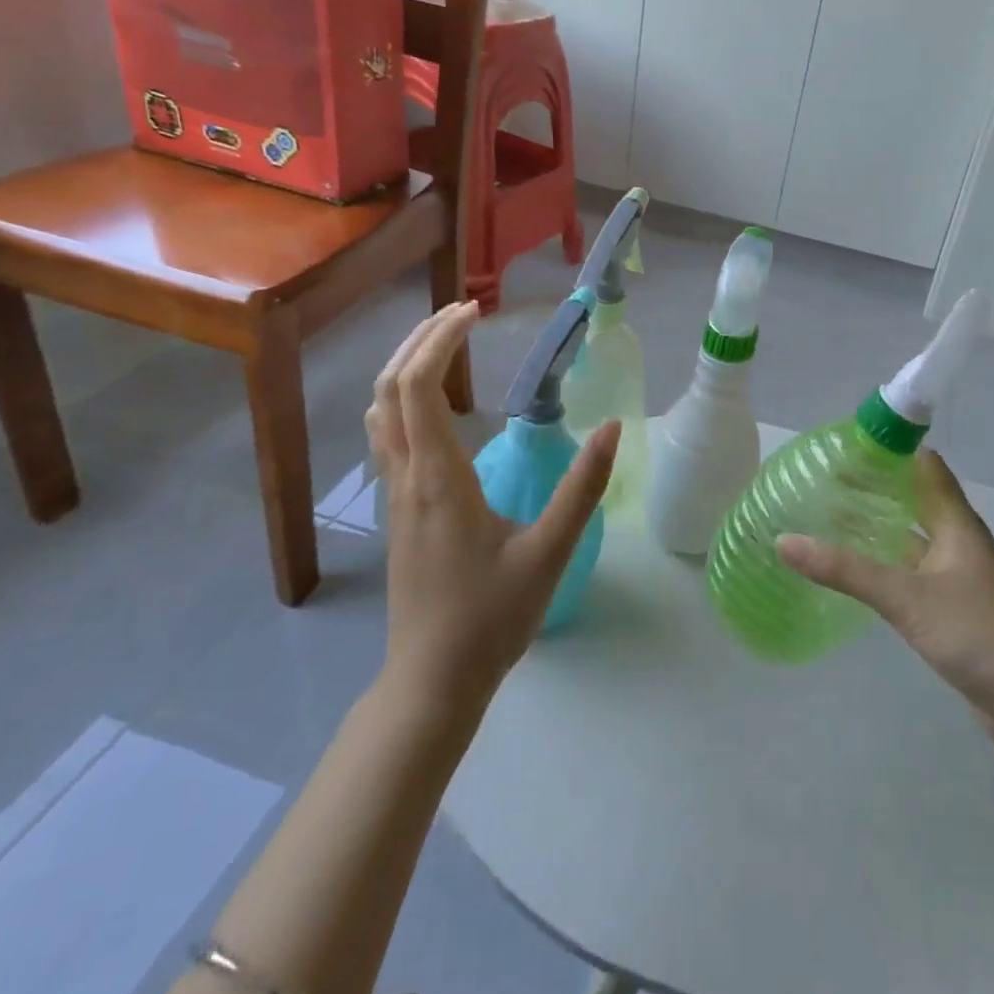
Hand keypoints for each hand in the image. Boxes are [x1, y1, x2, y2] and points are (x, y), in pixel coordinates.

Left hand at [366, 302, 617, 712]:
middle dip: (418, 341)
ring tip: (444, 346)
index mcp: (437, 478)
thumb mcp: (549, 552)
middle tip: (460, 313)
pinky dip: (402, 400)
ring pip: (379, 413)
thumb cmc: (490, 618)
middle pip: (389, 388)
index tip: (474, 313)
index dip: (439, 339)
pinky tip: (435, 408)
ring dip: (404, 368)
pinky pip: (386, 437)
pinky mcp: (397, 512)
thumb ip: (582, 488)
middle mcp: (405, 477)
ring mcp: (394, 495)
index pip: (417, 386)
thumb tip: (613, 428)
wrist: (432, 681)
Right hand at [777, 450, 993, 758]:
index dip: (889, 450)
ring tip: (829, 516)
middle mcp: (956, 541)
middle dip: (874, 487)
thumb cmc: (976, 633)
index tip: (845, 445)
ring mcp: (955, 575)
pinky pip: (909, 570)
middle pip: (913, 499)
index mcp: (955, 523)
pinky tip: (854, 569)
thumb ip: (845, 570)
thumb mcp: (905, 597)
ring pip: (910, 536)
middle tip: (824, 479)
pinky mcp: (950, 606)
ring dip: (877, 524)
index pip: (924, 466)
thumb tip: (784, 541)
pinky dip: (882, 561)